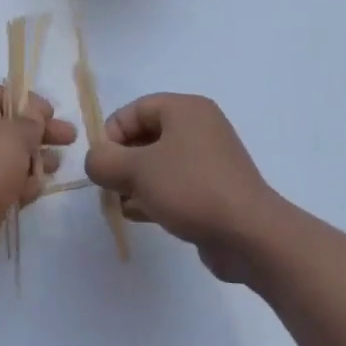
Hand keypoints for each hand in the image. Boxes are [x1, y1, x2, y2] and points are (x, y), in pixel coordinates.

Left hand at [0, 84, 78, 281]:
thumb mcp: (13, 134)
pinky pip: (11, 185)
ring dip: (37, 159)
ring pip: (15, 158)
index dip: (27, 99)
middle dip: (42, 131)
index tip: (51, 113)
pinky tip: (37, 190)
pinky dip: (25, 185)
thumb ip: (31, 121)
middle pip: (14, 126)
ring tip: (56, 165)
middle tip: (70, 138)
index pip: (1, 93)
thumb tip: (35, 112)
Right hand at [83, 93, 279, 282]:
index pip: (134, 109)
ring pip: (157, 163)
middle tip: (108, 185)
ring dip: (134, 182)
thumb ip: (103, 161)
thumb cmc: (190, 189)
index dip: (110, 133)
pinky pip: (174, 185)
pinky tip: (139, 215)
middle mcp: (199, 128)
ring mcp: (208, 161)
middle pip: (145, 136)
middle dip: (121, 161)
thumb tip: (96, 162)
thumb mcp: (135, 170)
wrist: (249, 235)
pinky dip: (154, 196)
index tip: (101, 163)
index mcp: (185, 110)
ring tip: (121, 203)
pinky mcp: (212, 190)